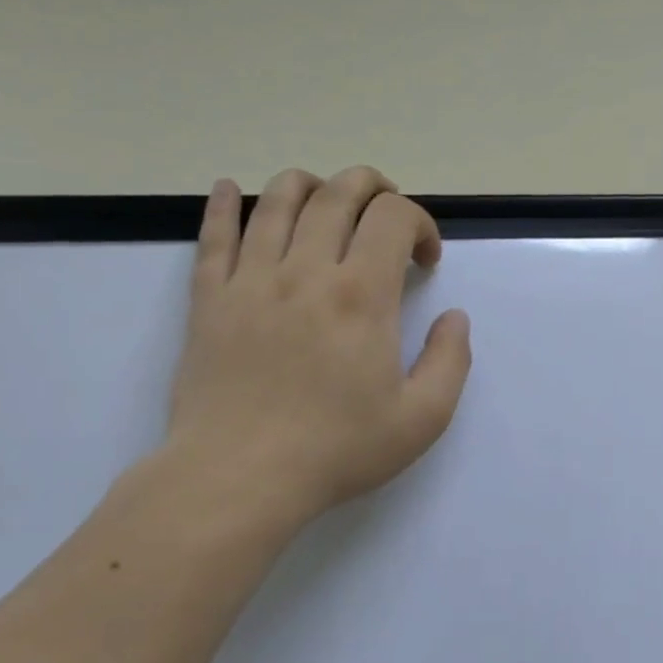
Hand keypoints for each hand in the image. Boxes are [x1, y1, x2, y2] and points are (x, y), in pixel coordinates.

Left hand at [163, 168, 471, 547]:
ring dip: (310, 185)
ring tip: (325, 201)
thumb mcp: (422, 419)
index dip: (420, 223)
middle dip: (372, 187)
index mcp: (362, 295)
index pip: (393, 217)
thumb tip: (454, 317)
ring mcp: (250, 280)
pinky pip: (212, 234)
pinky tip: (230, 189)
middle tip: (386, 214)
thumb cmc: (337, 450)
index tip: (425, 262)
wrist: (239, 477)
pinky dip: (223, 203)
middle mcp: (305, 271)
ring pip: (276, 199)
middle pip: (338, 193)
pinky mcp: (208, 299)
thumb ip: (450, 361)